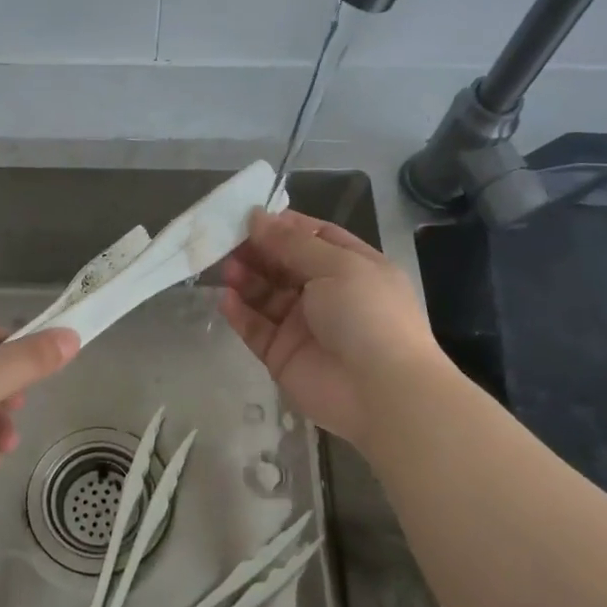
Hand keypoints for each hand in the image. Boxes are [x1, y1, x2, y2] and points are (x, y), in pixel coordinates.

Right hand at [220, 210, 443, 446]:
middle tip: (227, 241)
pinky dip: (240, 313)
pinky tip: (226, 299)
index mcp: (352, 267)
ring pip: (267, 296)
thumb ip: (291, 243)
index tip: (250, 217)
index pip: (314, 237)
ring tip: (227, 269)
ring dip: (247, 279)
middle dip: (258, 251)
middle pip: (285, 265)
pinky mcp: (283, 355)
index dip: (283, 226)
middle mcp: (328, 293)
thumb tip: (257, 216)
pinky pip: (256, 329)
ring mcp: (304, 326)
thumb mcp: (336, 265)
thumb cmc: (367, 314)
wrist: (381, 391)